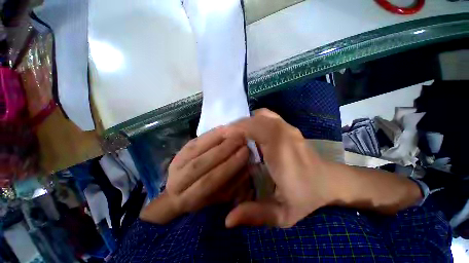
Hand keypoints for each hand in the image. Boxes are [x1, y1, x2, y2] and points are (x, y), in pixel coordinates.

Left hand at [140, 127, 250, 223]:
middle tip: (240, 139)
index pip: (209, 181)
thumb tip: (249, 166)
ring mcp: (176, 164)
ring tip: (234, 133)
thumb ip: (236, 181)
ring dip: (217, 140)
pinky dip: (210, 135)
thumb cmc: (207, 195)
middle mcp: (177, 182)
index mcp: (189, 199)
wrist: (184, 189)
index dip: (229, 166)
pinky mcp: (179, 151)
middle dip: (223, 150)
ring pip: (196, 149)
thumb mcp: (224, 195)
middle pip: (201, 163)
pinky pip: (195, 141)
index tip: (245, 152)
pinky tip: (223, 129)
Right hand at [225, 109, 333, 227]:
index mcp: (281, 150)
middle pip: (256, 119)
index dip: (236, 129)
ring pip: (261, 115)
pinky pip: (268, 116)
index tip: (222, 136)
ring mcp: (288, 127)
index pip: (255, 128)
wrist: (329, 183)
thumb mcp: (283, 214)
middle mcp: (284, 133)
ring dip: (247, 122)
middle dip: (238, 125)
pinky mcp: (289, 127)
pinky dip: (255, 120)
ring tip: (237, 135)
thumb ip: (256, 215)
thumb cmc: (307, 198)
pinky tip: (251, 133)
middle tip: (226, 138)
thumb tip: (227, 220)